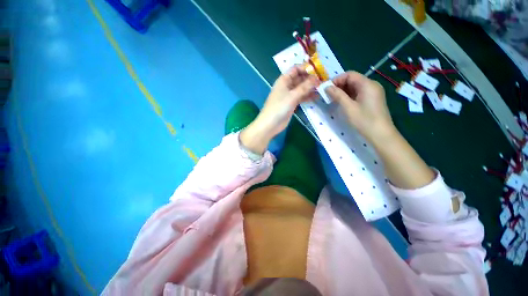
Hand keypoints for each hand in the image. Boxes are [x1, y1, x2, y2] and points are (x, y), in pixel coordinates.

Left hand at [240, 66, 318, 153]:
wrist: (271, 124)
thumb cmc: (279, 108)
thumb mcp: (292, 96)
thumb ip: (304, 87)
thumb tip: (316, 78)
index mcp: (284, 80)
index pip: (296, 69)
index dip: (306, 68)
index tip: (318, 71)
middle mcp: (286, 86)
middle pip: (300, 78)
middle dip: (310, 78)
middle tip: (323, 80)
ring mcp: (289, 95)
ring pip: (301, 88)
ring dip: (310, 88)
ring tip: (322, 88)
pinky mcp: (291, 104)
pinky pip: (301, 97)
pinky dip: (307, 96)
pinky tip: (317, 96)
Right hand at [326, 71, 395, 141]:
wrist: (380, 134)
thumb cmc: (364, 120)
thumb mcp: (348, 107)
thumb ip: (338, 95)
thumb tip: (327, 87)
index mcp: (367, 84)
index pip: (350, 75)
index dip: (337, 80)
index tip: (326, 89)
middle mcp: (371, 85)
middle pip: (352, 80)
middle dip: (339, 86)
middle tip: (328, 95)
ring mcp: (373, 92)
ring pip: (355, 87)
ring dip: (343, 91)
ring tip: (333, 99)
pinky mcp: (372, 99)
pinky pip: (358, 93)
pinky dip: (349, 96)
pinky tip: (342, 102)